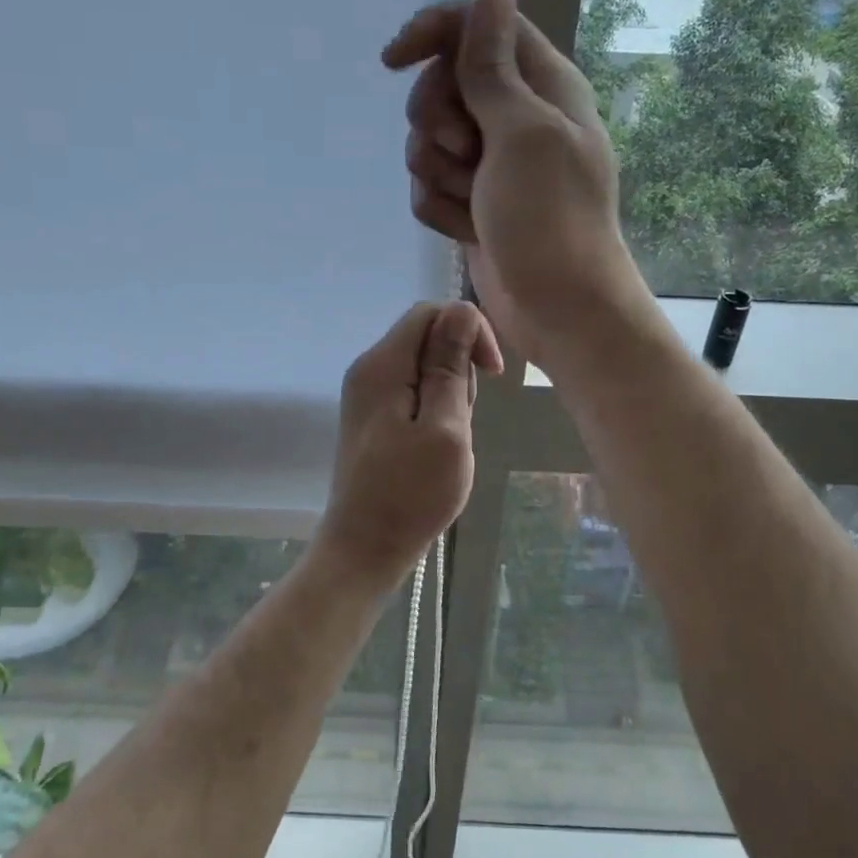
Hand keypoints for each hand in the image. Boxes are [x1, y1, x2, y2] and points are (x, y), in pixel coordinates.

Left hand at [312, 302, 502, 585]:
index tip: (493, 373)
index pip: (430, 312)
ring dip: (450, 390)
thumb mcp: (445, 428)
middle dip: (459, 365)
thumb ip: (450, 366)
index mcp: (382, 365)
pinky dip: (435, 407)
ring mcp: (367, 394)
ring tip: (452, 437)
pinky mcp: (373, 417)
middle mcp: (369, 369)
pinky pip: (412, 390)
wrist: (364, 548)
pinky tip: (438, 443)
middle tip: (465, 418)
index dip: (468, 330)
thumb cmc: (410, 494)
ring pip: (423, 365)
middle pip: (426, 336)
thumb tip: (460, 309)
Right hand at [383, 0, 652, 368]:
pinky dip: (440, 209)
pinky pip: (429, 187)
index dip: (433, 33)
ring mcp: (491, 164)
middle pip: (441, 83)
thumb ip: (494, 69)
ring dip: (438, 173)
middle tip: (464, 152)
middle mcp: (514, 117)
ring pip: (427, 141)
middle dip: (437, 120)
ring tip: (471, 202)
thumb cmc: (551, 220)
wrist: (559, 310)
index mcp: (542, 85)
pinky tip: (466, 231)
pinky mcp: (471, 203)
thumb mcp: (522, 134)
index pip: (478, 26)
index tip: (394, 60)